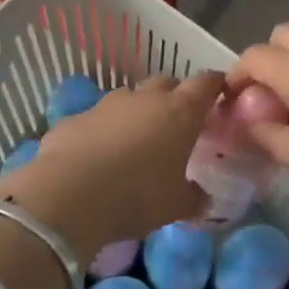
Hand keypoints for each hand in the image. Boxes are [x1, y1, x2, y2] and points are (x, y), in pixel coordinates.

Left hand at [2, 73, 223, 259]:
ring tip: (137, 139)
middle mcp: (145, 98)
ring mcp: (107, 103)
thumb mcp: (175, 205)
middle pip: (167, 83)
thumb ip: (194, 197)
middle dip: (175, 96)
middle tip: (178, 122)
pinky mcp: (76, 116)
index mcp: (180, 111)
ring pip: (130, 97)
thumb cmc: (137, 195)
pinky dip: (104, 129)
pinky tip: (99, 154)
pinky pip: (98, 117)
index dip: (214, 85)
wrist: (69, 195)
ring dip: (137, 111)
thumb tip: (203, 198)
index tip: (219, 94)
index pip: (206, 83)